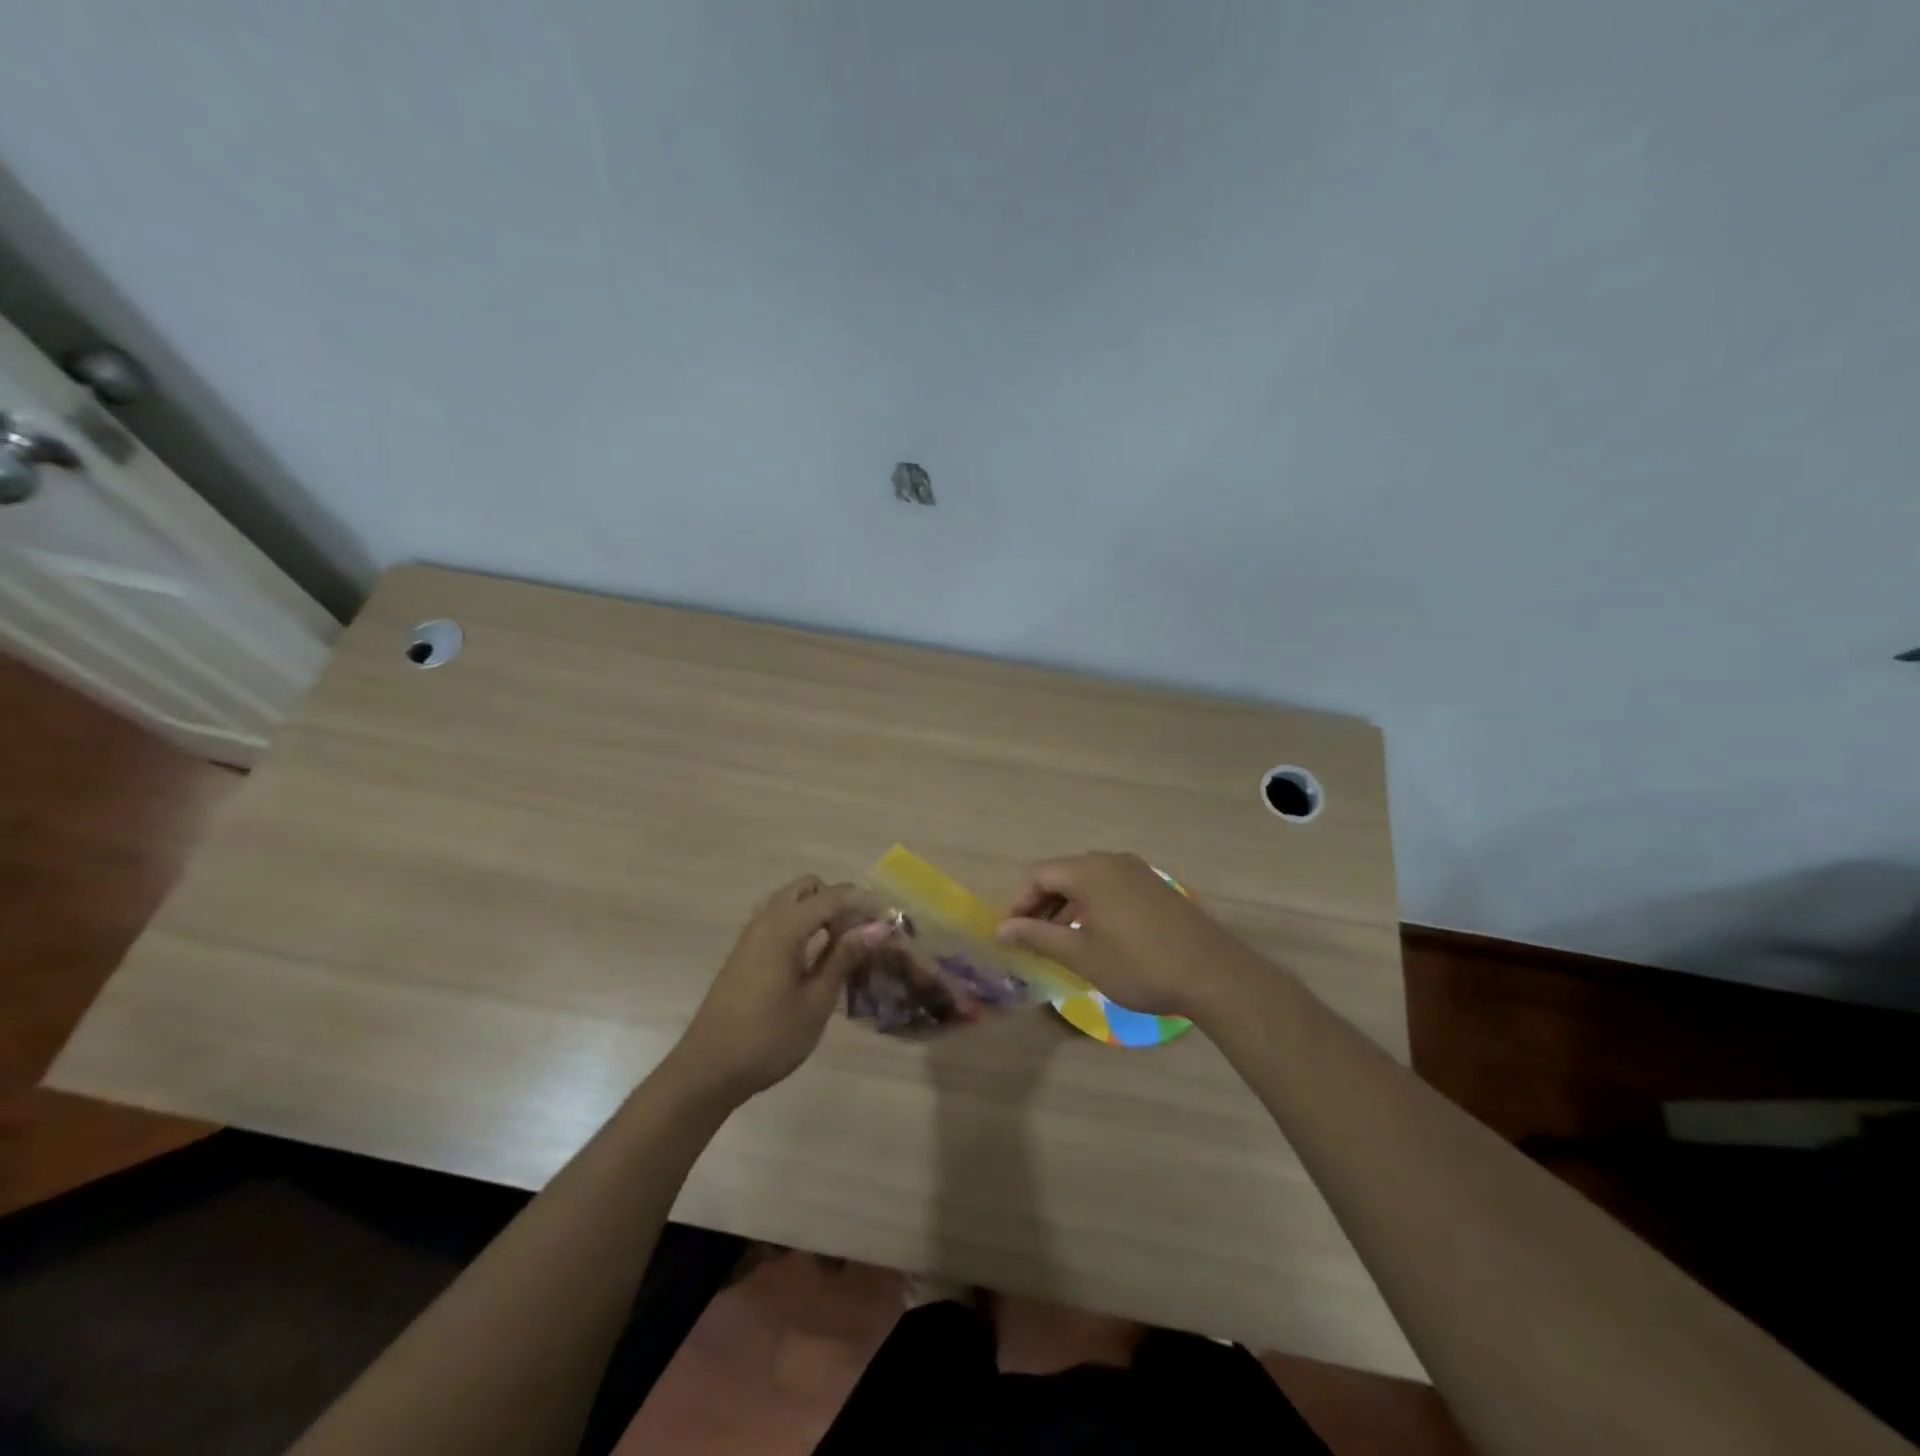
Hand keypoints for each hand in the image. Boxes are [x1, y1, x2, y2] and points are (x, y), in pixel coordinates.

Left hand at [667, 876, 892, 1103]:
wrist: (708, 1070)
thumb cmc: (768, 1038)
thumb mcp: (816, 1001)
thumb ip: (844, 957)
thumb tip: (876, 928)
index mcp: (784, 928)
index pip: (833, 896)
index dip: (865, 903)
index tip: (891, 920)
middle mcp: (765, 920)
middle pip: (808, 888)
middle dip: (838, 901)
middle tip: (860, 933)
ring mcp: (751, 936)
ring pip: (790, 901)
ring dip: (818, 911)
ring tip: (841, 945)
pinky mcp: (745, 953)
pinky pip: (778, 919)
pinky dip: (801, 924)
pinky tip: (815, 957)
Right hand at [994, 852, 1252, 1019]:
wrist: (1212, 974)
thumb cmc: (1138, 964)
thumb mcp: (1081, 954)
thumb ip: (1038, 936)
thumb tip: (1001, 929)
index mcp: (1090, 871)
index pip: (1039, 875)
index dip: (1020, 903)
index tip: (1012, 935)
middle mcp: (1112, 861)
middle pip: (1064, 874)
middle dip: (1043, 905)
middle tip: (1033, 939)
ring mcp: (1138, 872)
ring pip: (1089, 882)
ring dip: (1068, 907)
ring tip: (1061, 942)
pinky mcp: (1156, 888)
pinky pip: (1112, 888)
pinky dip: (1094, 907)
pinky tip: (1097, 937)